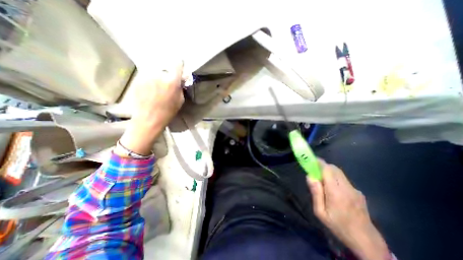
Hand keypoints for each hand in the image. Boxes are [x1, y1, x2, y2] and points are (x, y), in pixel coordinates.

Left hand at [117, 60, 183, 155]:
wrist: (149, 118)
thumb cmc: (168, 111)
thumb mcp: (180, 100)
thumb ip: (180, 87)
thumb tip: (181, 78)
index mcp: (172, 81)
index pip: (177, 64)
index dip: (179, 64)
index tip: (180, 65)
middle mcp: (159, 75)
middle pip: (165, 67)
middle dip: (167, 72)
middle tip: (167, 81)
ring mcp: (146, 76)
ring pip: (155, 70)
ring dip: (158, 75)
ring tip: (157, 86)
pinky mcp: (138, 79)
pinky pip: (147, 75)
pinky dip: (150, 79)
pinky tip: (150, 89)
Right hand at [307, 160, 389, 259]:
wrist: (366, 241)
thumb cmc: (338, 226)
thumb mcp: (320, 212)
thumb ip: (315, 193)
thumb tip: (310, 176)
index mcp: (336, 192)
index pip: (327, 169)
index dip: (319, 163)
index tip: (311, 160)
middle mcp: (346, 187)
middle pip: (334, 168)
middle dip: (324, 166)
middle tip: (315, 171)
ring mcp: (355, 190)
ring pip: (340, 173)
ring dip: (330, 172)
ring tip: (324, 183)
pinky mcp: (359, 193)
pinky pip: (344, 180)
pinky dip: (336, 179)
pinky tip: (334, 191)